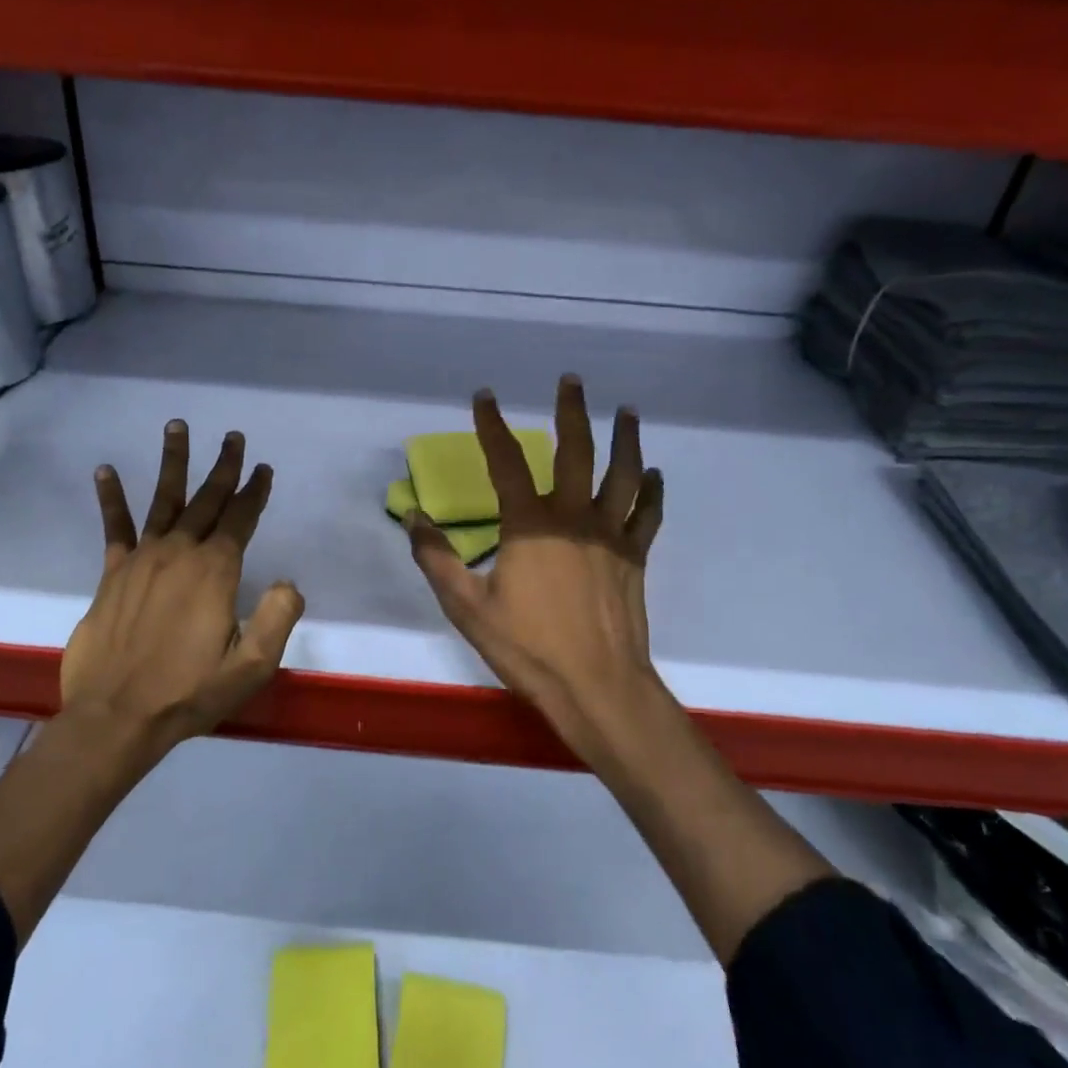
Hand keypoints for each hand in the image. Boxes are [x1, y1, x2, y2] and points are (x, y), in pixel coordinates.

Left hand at [58, 421, 304, 763]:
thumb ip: (277, 619)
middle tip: (233, 437)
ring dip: (173, 462)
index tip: (263, 469)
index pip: (241, 519)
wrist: (116, 718)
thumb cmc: (189, 693)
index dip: (255, 491)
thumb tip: (289, 582)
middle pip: (207, 499)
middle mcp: (180, 552)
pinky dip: (111, 498)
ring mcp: (143, 559)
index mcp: (216, 571)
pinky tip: (105, 470)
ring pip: (163, 500)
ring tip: (176, 426)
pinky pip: (114, 528)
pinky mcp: (113, 574)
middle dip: (224, 467)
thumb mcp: (251, 666)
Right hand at [405, 375, 670, 769]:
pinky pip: (648, 514)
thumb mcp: (467, 606)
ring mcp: (611, 535)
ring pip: (623, 473)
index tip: (484, 397)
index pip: (507, 462)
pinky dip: (652, 490)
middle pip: (576, 451)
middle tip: (571, 380)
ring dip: (625, 438)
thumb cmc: (528, 648)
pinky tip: (654, 473)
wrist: (597, 687)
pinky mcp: (635, 557)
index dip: (492, 426)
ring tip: (626, 410)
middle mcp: (574, 517)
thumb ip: (436, 559)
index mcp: (530, 525)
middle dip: (571, 411)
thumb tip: (412, 516)